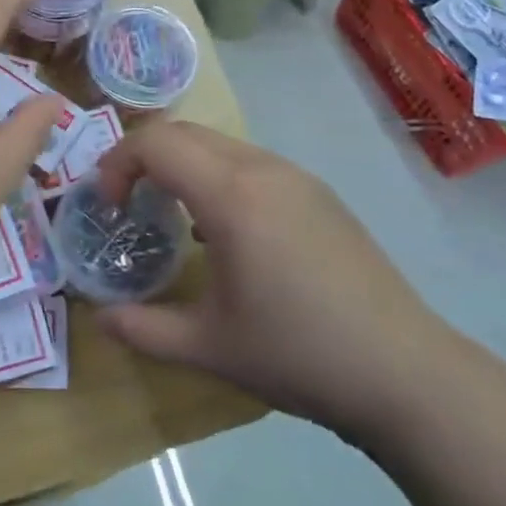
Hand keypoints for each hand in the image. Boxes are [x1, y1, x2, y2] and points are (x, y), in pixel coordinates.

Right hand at [96, 122, 473, 445]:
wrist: (406, 372)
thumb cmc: (299, 354)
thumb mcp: (209, 347)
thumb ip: (144, 328)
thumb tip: (99, 318)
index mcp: (230, 195)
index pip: (155, 143)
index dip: (117, 164)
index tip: (108, 206)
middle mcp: (261, 169)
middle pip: (183, 133)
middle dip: (144, 158)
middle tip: (128, 205)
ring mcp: (295, 176)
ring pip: (218, 144)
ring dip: (182, 165)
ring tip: (173, 218)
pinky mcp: (318, 193)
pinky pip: (250, 162)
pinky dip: (217, 176)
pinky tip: (226, 232)